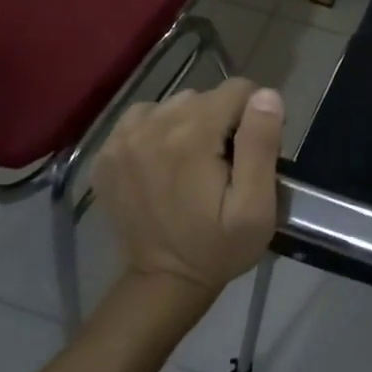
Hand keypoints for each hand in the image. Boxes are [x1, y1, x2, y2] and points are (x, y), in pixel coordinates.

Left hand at [94, 79, 284, 299]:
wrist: (164, 282)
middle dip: (223, 121)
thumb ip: (261, 145)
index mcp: (191, 138)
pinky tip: (165, 160)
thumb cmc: (220, 247)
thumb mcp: (256, 206)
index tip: (252, 150)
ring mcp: (121, 140)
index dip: (255, 114)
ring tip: (195, 163)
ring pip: (174, 104)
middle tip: (226, 164)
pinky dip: (158, 130)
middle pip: (204, 96)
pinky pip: (142, 118)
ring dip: (191, 123)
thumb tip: (265, 95)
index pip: (237, 89)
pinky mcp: (106, 154)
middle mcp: (152, 128)